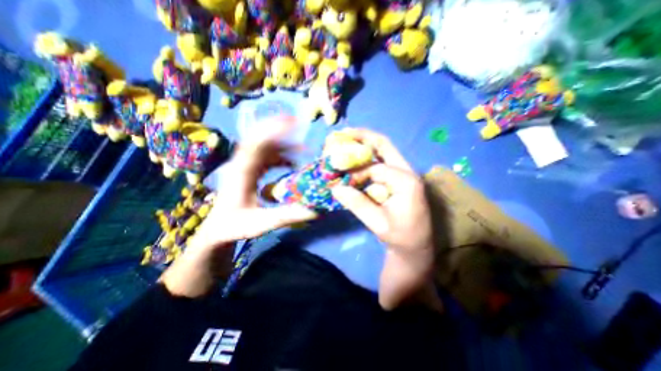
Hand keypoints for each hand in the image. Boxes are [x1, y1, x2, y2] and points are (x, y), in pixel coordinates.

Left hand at [195, 119, 316, 246]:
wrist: (217, 230)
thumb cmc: (235, 227)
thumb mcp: (262, 223)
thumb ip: (287, 215)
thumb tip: (315, 209)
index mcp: (241, 174)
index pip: (256, 145)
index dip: (273, 131)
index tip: (291, 123)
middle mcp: (241, 165)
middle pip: (259, 140)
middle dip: (278, 129)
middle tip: (298, 122)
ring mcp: (244, 166)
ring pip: (264, 148)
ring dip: (283, 145)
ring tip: (303, 150)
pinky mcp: (249, 171)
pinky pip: (266, 157)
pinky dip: (280, 157)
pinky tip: (292, 164)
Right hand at [331, 129, 437, 311]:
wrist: (416, 247)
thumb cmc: (401, 237)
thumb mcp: (378, 223)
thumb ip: (357, 204)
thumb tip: (335, 188)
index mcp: (406, 181)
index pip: (376, 168)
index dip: (356, 173)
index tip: (341, 181)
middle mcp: (407, 172)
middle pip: (385, 146)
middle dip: (364, 137)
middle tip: (345, 132)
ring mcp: (403, 174)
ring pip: (384, 152)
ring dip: (365, 145)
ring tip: (348, 140)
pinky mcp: (398, 179)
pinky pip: (382, 163)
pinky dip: (368, 158)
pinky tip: (356, 158)